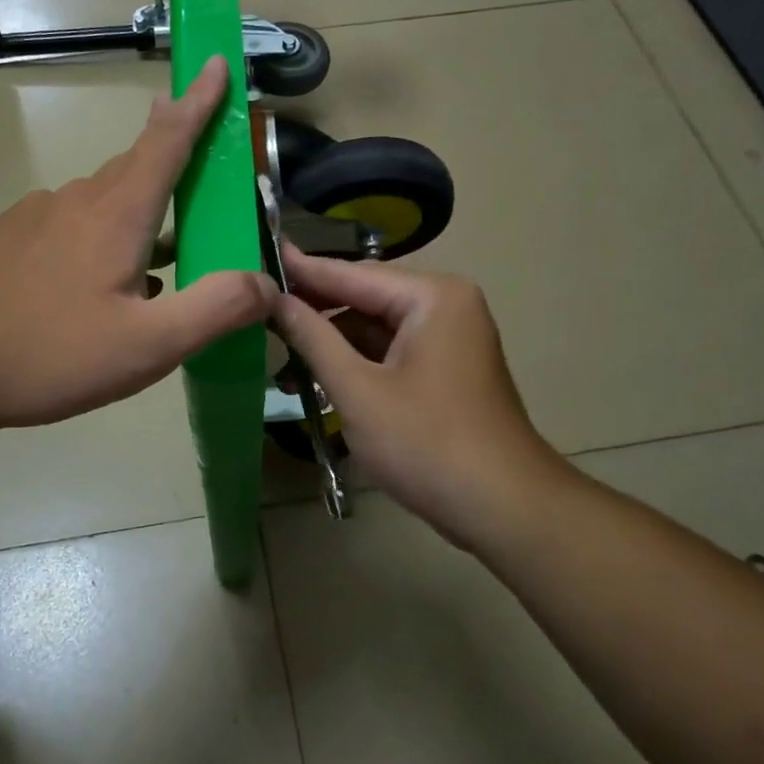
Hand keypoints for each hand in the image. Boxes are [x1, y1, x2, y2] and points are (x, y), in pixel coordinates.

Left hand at [0, 57, 275, 434]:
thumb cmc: (44, 351)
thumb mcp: (145, 346)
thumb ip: (214, 310)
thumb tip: (267, 283)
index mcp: (117, 213)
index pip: (168, 139)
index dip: (198, 102)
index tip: (214, 62)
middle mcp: (77, 201)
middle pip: (138, 168)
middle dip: (176, 165)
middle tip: (208, 192)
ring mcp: (36, 219)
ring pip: (105, 204)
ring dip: (141, 219)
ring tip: (161, 267)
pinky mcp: (10, 243)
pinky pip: (73, 229)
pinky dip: (103, 244)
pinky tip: (97, 294)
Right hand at [272, 248, 573, 543]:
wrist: (503, 508)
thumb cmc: (426, 443)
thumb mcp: (358, 390)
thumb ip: (313, 339)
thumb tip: (274, 299)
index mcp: (432, 297)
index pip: (352, 275)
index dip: (303, 270)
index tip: (260, 255)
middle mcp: (445, 305)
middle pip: (365, 298)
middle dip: (315, 312)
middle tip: (260, 313)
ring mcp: (449, 338)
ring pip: (376, 328)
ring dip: (333, 344)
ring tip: (280, 359)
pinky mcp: (446, 369)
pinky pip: (392, 352)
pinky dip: (357, 363)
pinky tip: (318, 378)